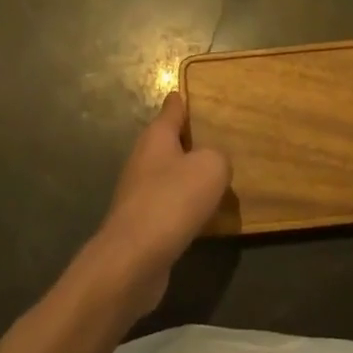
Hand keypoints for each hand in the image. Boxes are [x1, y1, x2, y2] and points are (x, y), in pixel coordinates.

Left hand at [87, 93, 229, 319]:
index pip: (171, 110)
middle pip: (168, 143)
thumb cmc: (172, 201)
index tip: (187, 93)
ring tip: (216, 179)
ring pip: (169, 176)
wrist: (133, 259)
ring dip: (188, 177)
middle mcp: (143, 160)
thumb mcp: (211, 168)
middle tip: (217, 140)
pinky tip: (203, 216)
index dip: (181, 101)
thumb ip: (218, 158)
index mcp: (156, 137)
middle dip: (189, 141)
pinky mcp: (141, 224)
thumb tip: (213, 165)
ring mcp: (138, 193)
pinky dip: (185, 207)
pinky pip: (169, 206)